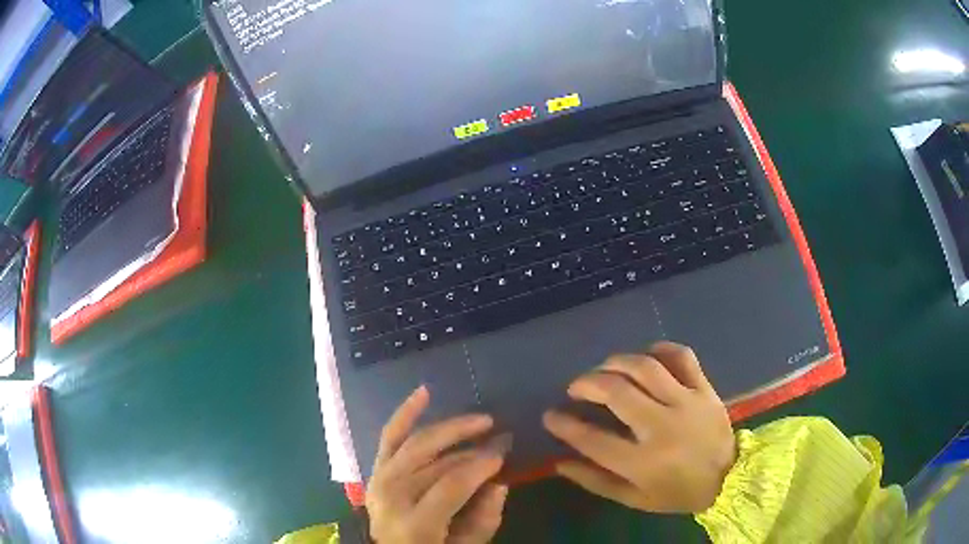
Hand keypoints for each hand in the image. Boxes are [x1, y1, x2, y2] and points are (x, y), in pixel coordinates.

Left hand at [366, 386, 508, 543]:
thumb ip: (483, 519)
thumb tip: (498, 482)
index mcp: (414, 522)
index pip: (451, 484)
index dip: (481, 465)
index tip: (505, 451)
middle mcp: (392, 495)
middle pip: (436, 461)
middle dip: (471, 444)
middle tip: (499, 433)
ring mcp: (380, 479)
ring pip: (417, 443)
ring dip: (450, 428)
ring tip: (480, 419)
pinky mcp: (376, 469)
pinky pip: (390, 435)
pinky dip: (406, 412)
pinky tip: (423, 392)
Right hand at [543, 342, 735, 512]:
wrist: (729, 477)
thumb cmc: (678, 493)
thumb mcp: (634, 499)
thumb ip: (595, 481)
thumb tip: (560, 462)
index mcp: (643, 461)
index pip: (592, 439)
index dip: (565, 425)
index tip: (551, 416)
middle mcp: (662, 427)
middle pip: (616, 392)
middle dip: (587, 384)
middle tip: (575, 387)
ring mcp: (686, 402)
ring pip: (645, 367)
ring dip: (616, 362)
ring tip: (604, 368)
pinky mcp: (704, 389)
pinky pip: (682, 357)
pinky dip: (661, 349)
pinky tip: (647, 356)